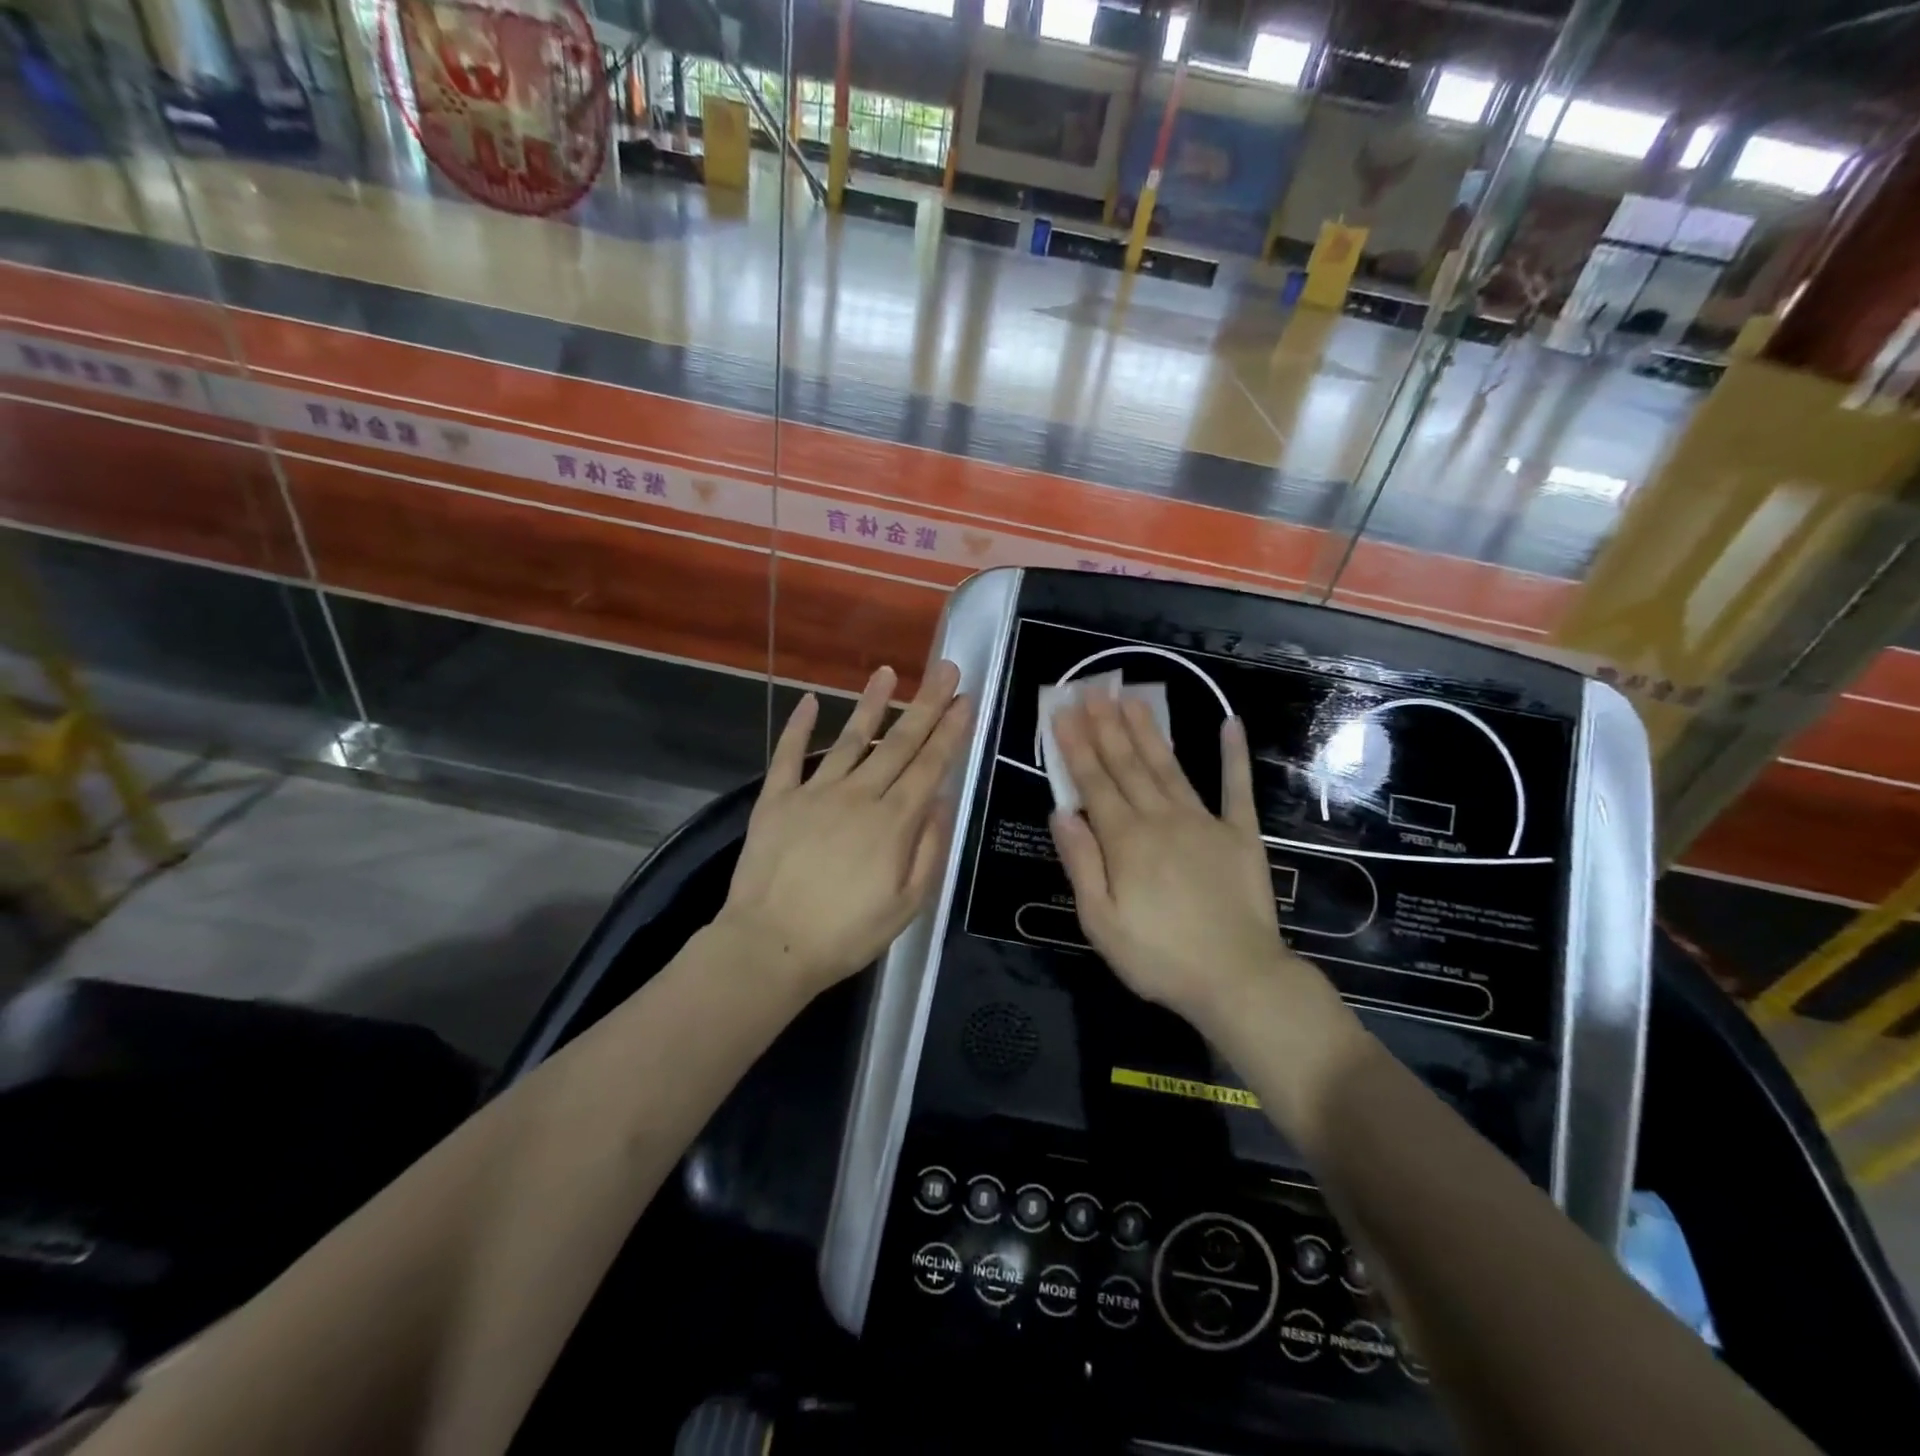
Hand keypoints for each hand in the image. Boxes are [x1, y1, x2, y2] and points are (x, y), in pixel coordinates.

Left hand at [717, 661, 970, 996]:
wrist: (769, 946)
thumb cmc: (846, 934)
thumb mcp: (907, 905)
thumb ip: (928, 849)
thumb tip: (940, 801)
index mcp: (893, 821)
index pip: (930, 765)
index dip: (950, 730)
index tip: (965, 699)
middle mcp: (858, 795)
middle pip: (898, 742)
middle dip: (925, 703)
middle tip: (945, 668)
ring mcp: (814, 792)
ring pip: (850, 738)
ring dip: (871, 703)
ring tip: (887, 672)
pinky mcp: (776, 799)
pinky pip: (788, 755)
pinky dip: (798, 726)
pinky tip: (808, 700)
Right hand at [1047, 694, 1301, 1026]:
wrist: (1238, 979)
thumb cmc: (1159, 957)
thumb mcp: (1100, 921)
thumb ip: (1081, 862)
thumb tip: (1061, 812)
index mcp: (1125, 840)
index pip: (1094, 783)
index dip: (1076, 746)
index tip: (1063, 713)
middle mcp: (1161, 819)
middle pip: (1128, 765)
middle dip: (1107, 726)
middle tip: (1094, 689)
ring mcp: (1204, 822)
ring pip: (1169, 766)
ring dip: (1149, 730)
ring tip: (1133, 698)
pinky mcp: (1240, 834)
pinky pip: (1235, 788)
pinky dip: (1233, 755)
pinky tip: (1229, 724)